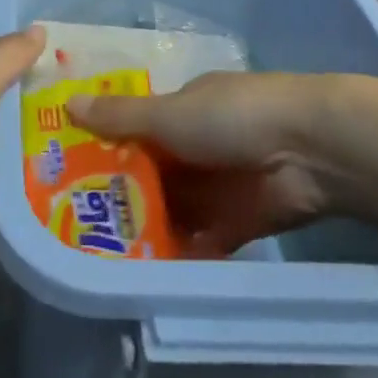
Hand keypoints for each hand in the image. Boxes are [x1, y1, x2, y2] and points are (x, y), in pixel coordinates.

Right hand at [69, 72, 377, 256]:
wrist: (312, 148)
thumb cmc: (231, 117)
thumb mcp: (169, 114)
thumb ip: (120, 117)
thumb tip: (66, 104)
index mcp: (183, 110)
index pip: (137, 131)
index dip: (107, 151)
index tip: (72, 175)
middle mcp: (200, 146)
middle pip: (154, 174)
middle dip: (125, 197)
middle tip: (82, 227)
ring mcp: (221, 185)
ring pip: (176, 209)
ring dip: (151, 228)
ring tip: (107, 257)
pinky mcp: (242, 221)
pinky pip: (204, 239)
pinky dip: (183, 252)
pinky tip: (150, 273)